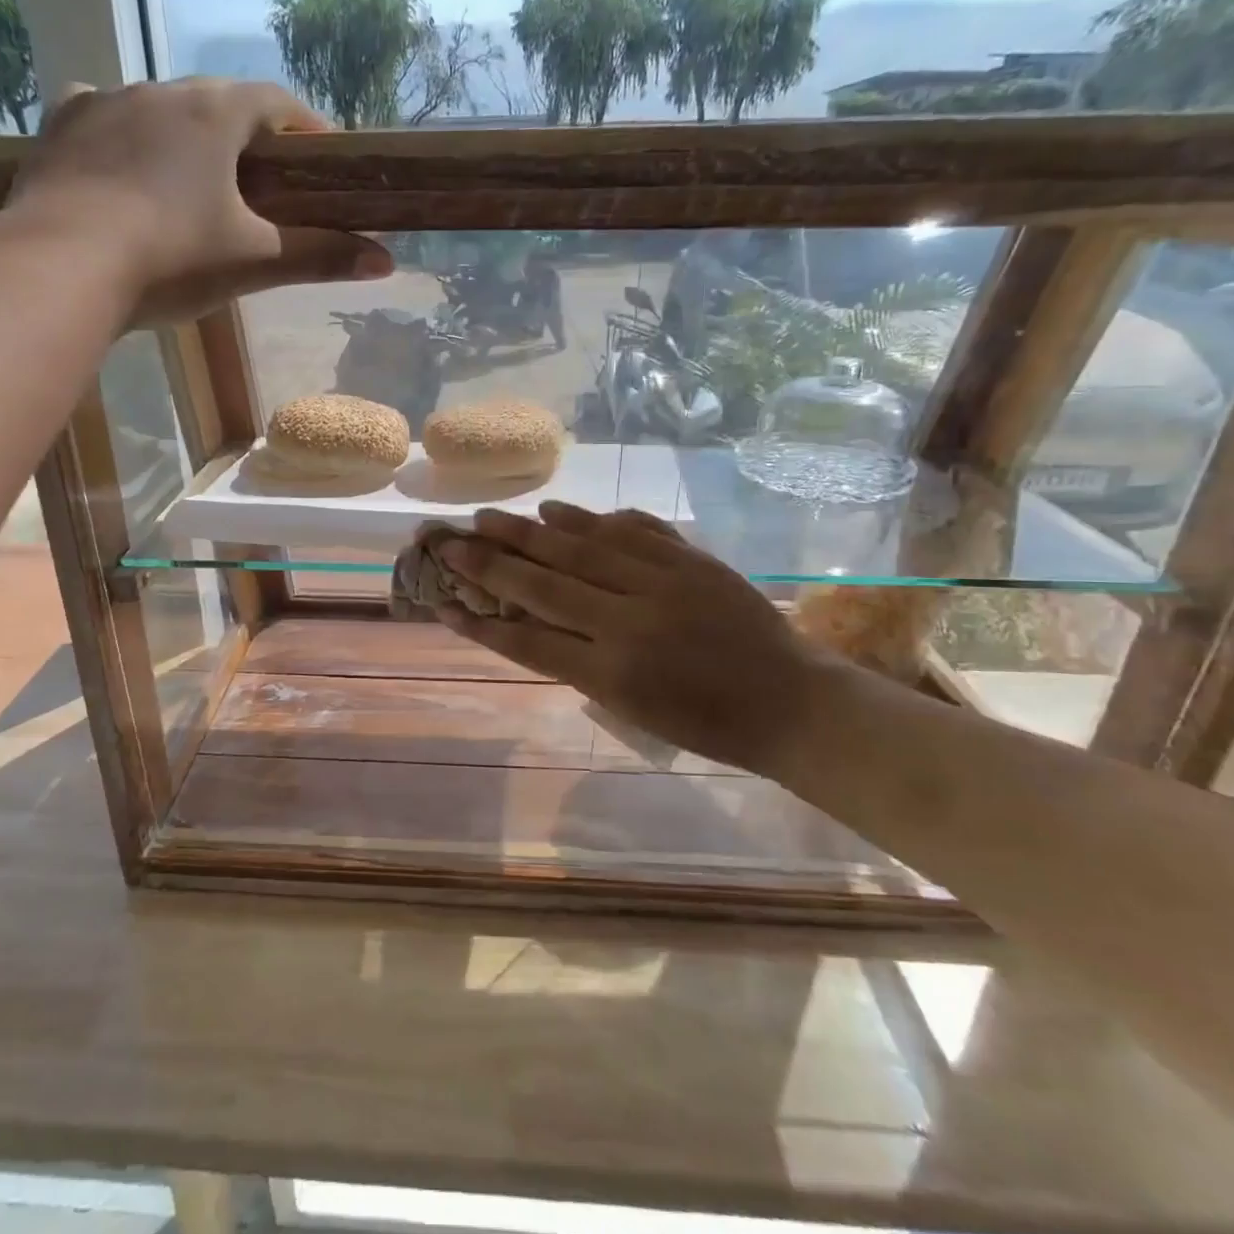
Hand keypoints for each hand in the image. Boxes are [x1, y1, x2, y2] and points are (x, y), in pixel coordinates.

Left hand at [0, 79, 392, 325]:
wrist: (60, 269)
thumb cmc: (171, 259)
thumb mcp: (254, 262)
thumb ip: (320, 257)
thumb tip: (387, 262)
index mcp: (213, 114)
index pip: (276, 102)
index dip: (305, 127)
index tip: (322, 158)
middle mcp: (158, 91)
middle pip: (218, 103)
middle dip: (246, 136)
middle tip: (262, 181)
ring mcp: (102, 104)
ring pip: (159, 109)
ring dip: (185, 137)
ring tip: (194, 183)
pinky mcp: (59, 129)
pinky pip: (101, 118)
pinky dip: (124, 137)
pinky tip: (124, 165)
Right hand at [432, 502, 851, 771]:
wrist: (791, 703)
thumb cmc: (706, 723)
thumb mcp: (631, 708)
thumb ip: (577, 663)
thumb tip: (527, 621)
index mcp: (612, 673)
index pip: (528, 641)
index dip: (480, 622)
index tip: (442, 602)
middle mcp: (629, 622)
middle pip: (544, 585)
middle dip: (491, 563)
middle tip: (452, 541)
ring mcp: (662, 583)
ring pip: (580, 548)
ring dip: (529, 531)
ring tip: (489, 516)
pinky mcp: (690, 559)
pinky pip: (632, 529)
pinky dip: (591, 518)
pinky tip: (558, 509)